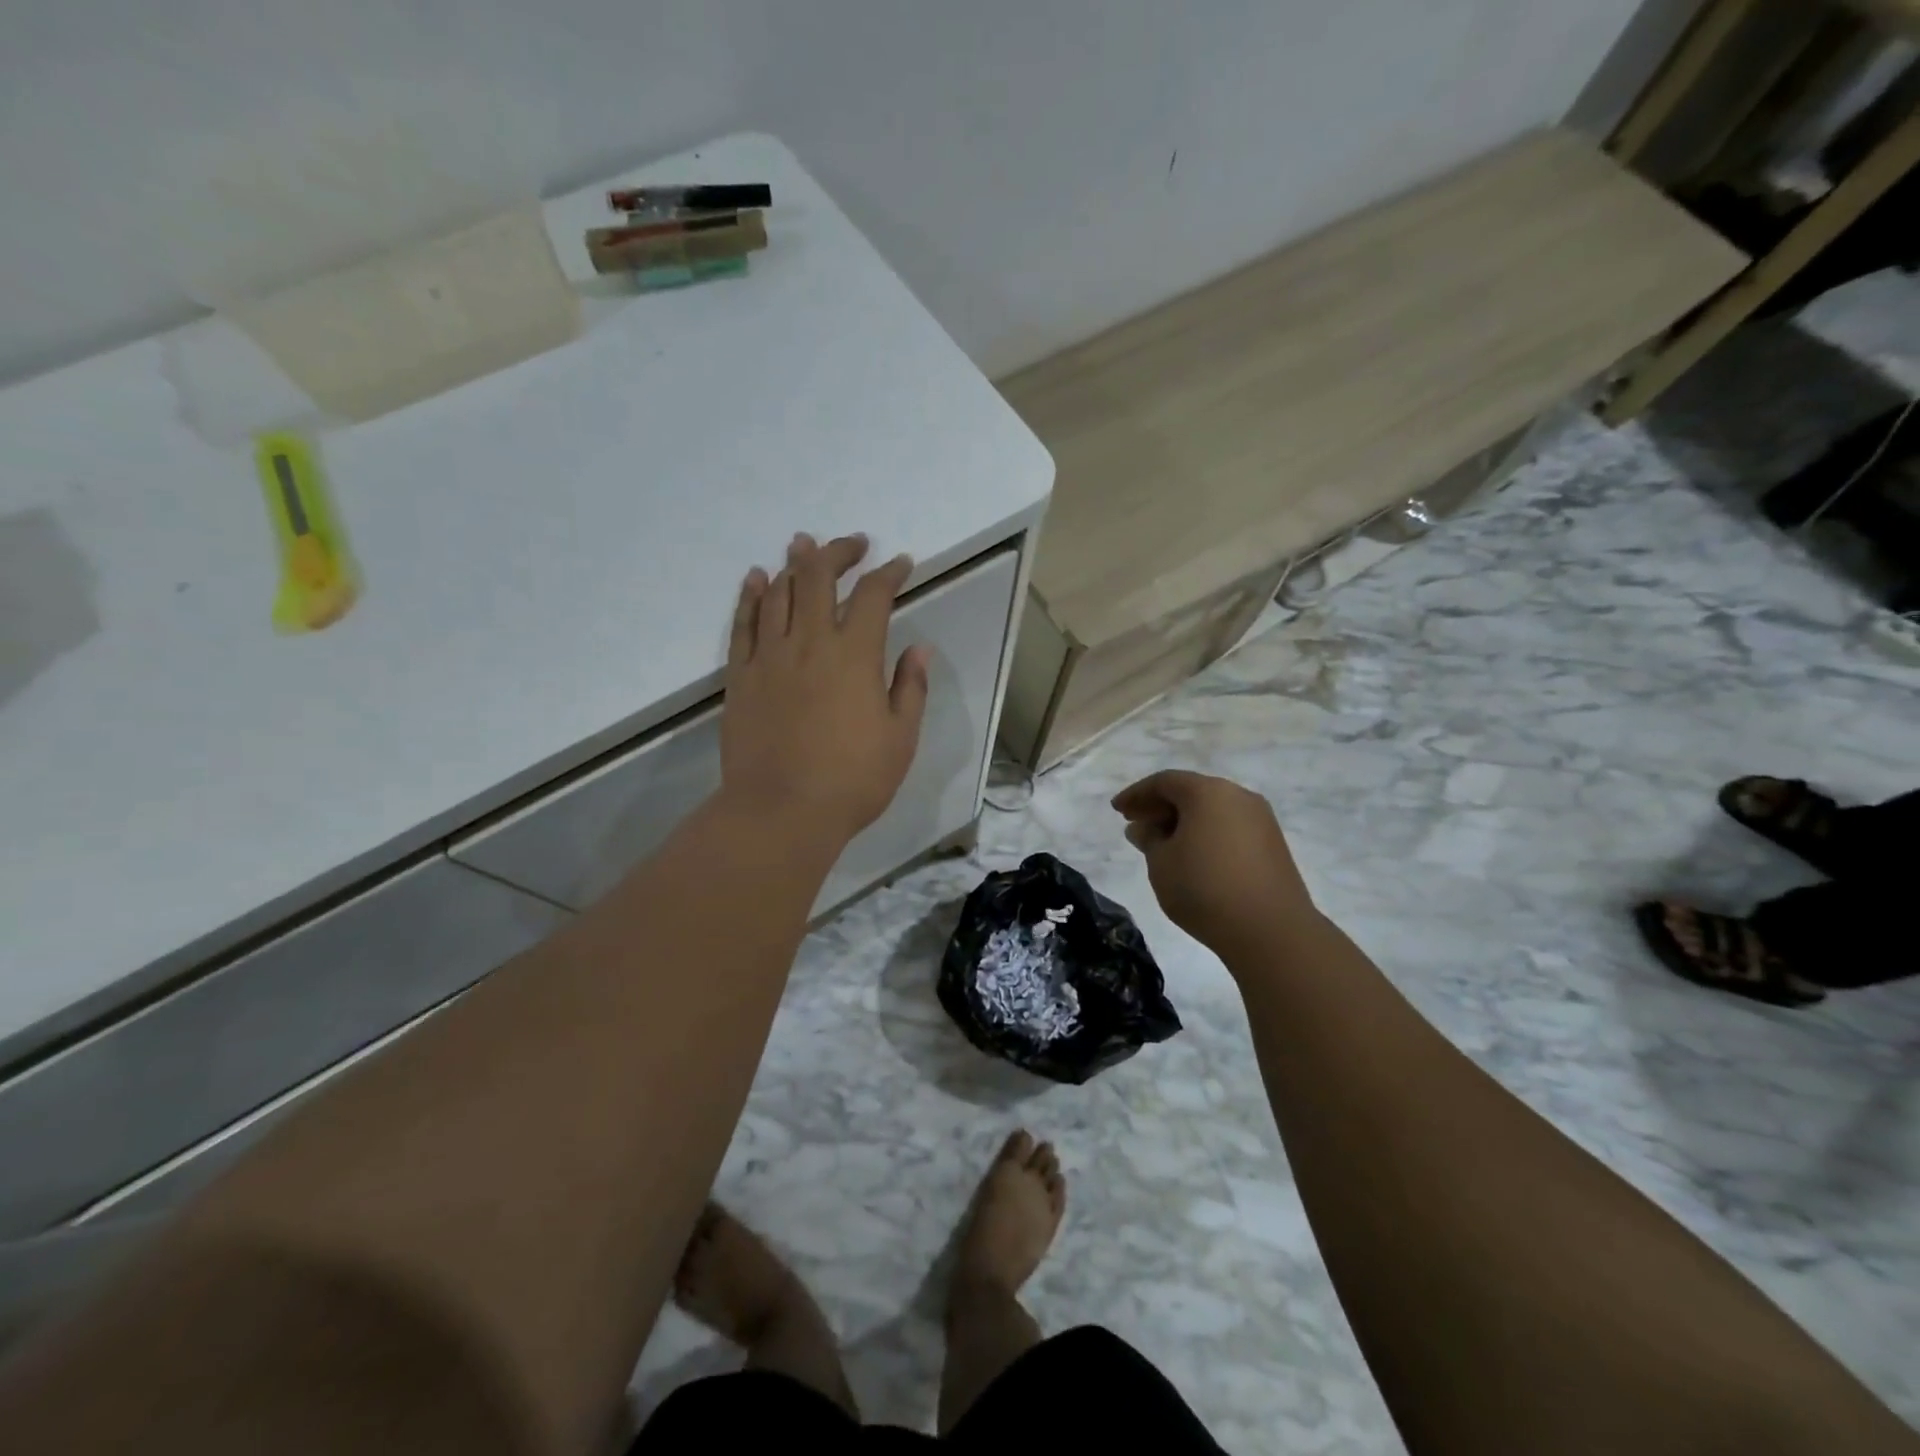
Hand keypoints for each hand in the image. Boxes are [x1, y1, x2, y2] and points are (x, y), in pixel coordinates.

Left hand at [719, 532, 929, 845]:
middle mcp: (811, 642)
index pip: (874, 595)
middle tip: (853, 544)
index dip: (890, 573)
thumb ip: (910, 688)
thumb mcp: (900, 738)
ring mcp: (770, 656)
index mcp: (856, 655)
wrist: (781, 811)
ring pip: (780, 592)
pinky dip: (751, 595)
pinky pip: (743, 623)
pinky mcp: (740, 675)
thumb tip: (918, 650)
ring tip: (803, 544)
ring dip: (794, 563)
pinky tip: (757, 578)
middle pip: (820, 577)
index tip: (900, 564)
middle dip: (838, 553)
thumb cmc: (852, 780)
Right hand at [1112, 771, 1316, 956]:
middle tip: (1136, 825)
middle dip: (1160, 806)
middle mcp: (1237, 796)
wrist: (1270, 930)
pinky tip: (1193, 857)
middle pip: (1191, 792)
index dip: (1136, 794)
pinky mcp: (1273, 844)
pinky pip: (1230, 827)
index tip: (1117, 810)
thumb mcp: (1161, 863)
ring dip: (1183, 821)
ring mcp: (1260, 820)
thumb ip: (1149, 839)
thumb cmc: (1204, 888)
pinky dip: (1206, 834)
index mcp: (1207, 792)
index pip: (1164, 782)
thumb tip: (1144, 828)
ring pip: (1212, 810)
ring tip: (1162, 845)